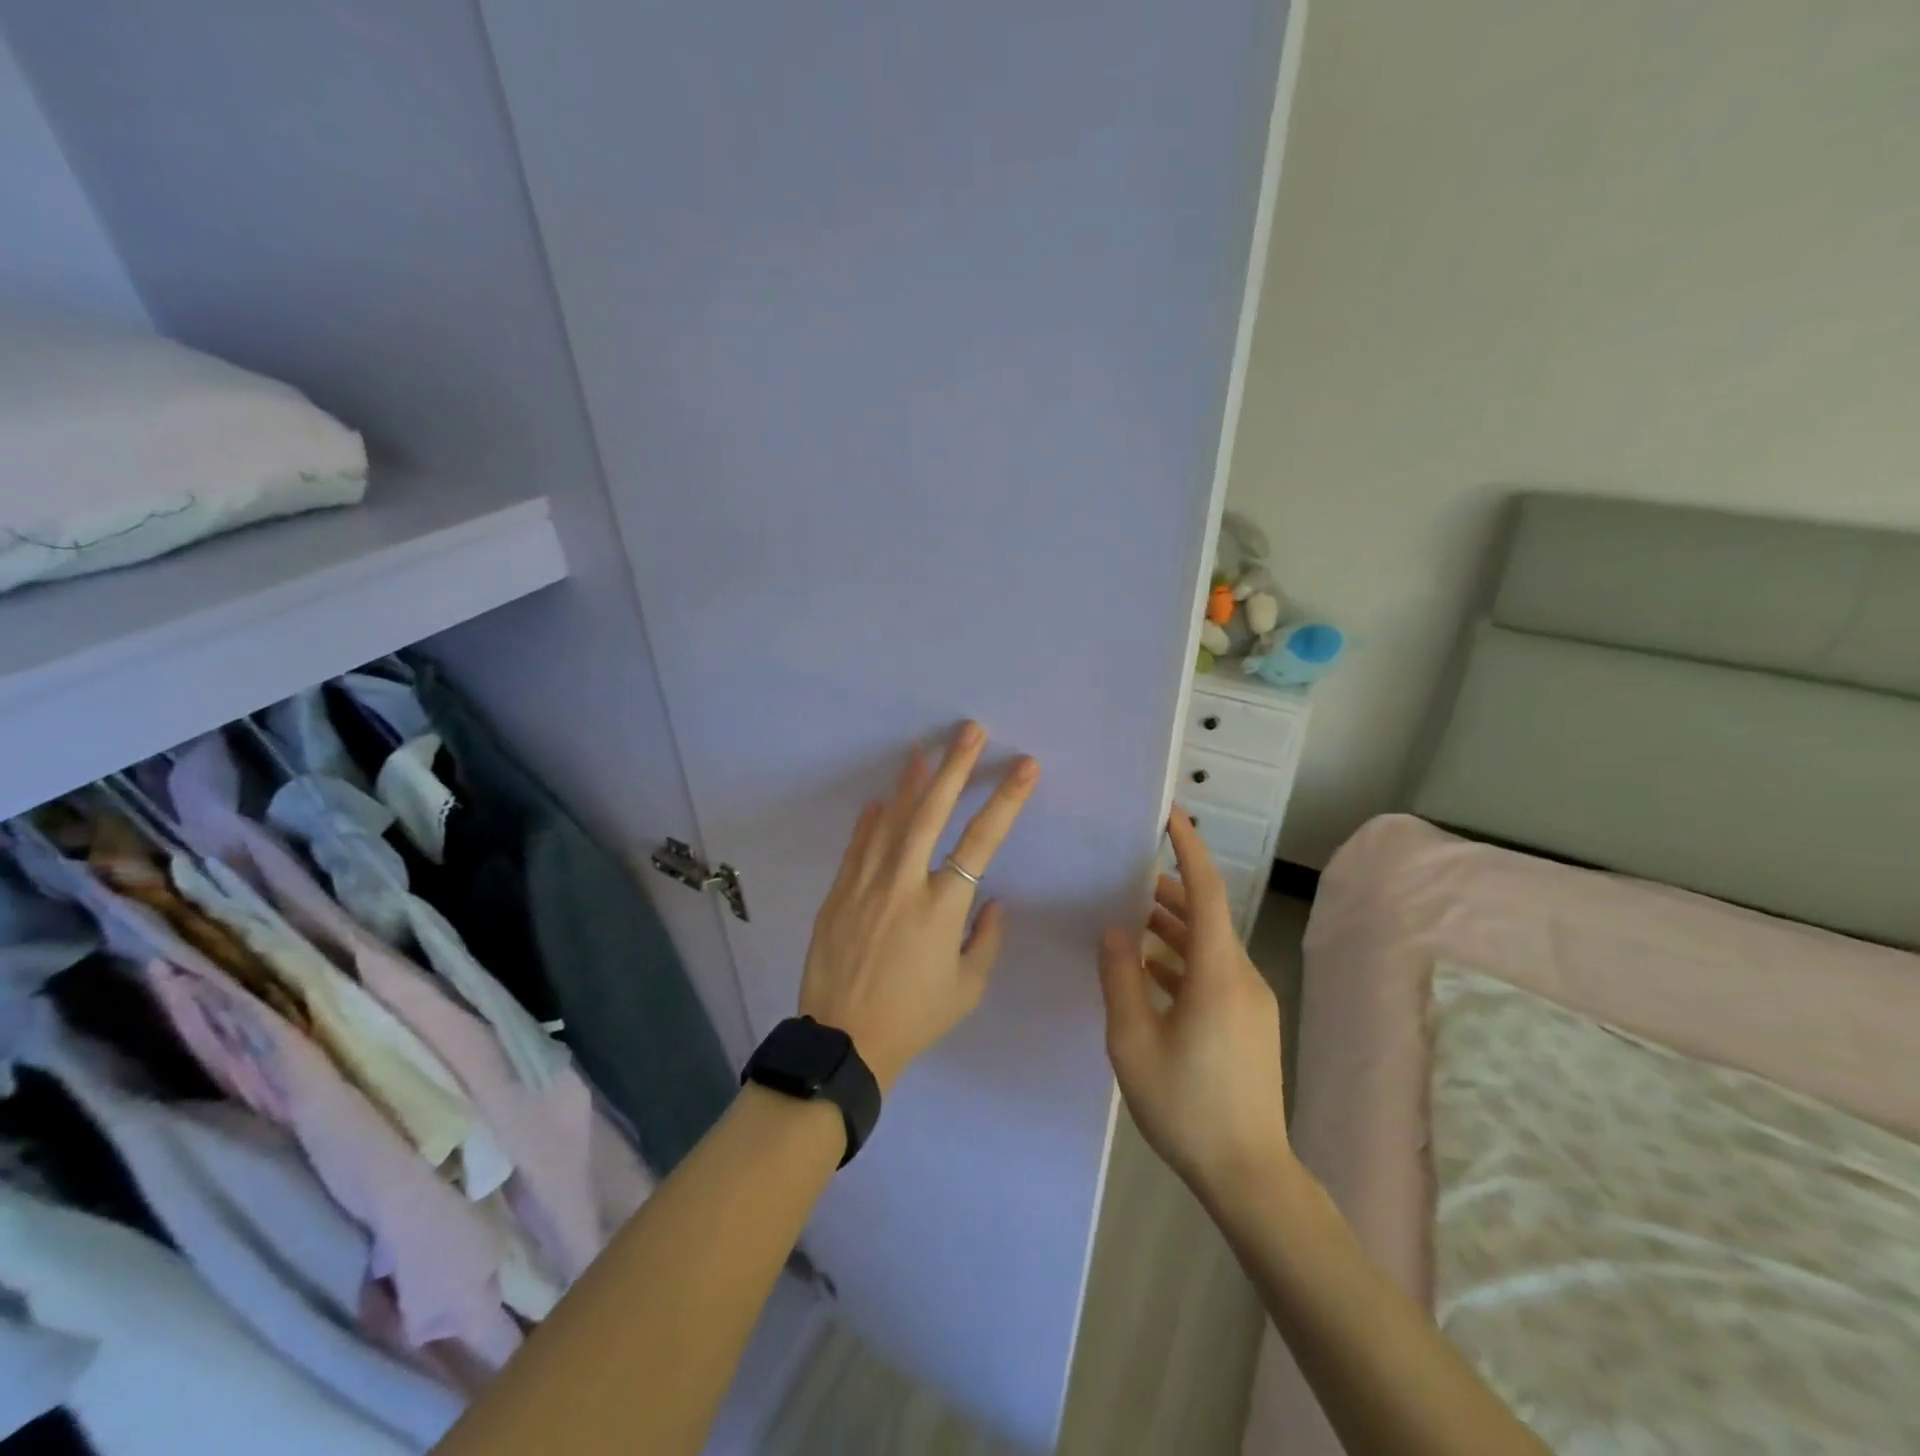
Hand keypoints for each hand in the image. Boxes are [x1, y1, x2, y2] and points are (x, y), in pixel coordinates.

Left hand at [800, 722, 1039, 1091]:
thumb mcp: (966, 989)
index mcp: (942, 908)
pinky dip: (870, 820)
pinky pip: (858, 846)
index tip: (1025, 766)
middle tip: (970, 731)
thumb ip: (985, 939)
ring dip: (910, 782)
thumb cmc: (914, 1018)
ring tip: (925, 749)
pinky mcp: (838, 893)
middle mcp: (904, 884)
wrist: (843, 1042)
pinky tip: (879, 799)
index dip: (1006, 800)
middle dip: (955, 767)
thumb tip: (992, 900)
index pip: (982, 841)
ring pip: (890, 820)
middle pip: (932, 813)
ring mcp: (865, 884)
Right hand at [1099, 807, 1291, 1201]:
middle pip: (1207, 916)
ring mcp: (1250, 1001)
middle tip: (1128, 876)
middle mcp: (1241, 976)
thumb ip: (1120, 977)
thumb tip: (1114, 929)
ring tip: (1132, 922)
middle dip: (1170, 891)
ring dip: (1173, 929)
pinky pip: (1214, 974)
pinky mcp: (1250, 1023)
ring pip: (1209, 946)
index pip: (1206, 891)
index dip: (1189, 848)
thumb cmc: (1185, 1105)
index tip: (1170, 815)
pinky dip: (1183, 961)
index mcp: (1217, 973)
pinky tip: (1151, 975)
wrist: (1250, 1175)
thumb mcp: (1133, 1040)